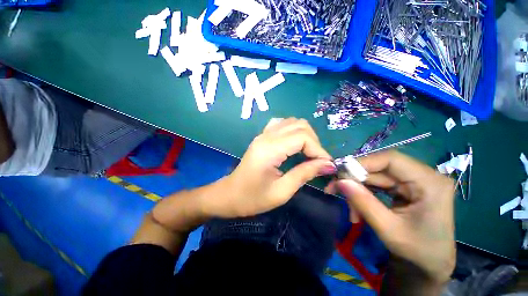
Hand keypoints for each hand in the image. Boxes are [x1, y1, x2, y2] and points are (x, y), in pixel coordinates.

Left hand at [205, 118, 335, 217]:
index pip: (303, 137)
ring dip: (305, 135)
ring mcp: (263, 134)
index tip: (326, 166)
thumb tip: (328, 164)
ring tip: (308, 153)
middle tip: (318, 161)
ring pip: (292, 122)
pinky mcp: (262, 137)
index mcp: (270, 149)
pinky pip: (282, 124)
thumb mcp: (281, 191)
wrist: (229, 195)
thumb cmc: (252, 198)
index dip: (319, 150)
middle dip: (314, 142)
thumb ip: (304, 174)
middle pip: (300, 125)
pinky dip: (294, 131)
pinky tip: (294, 145)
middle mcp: (267, 136)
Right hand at [326, 150, 455, 284]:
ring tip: (351, 210)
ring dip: (357, 189)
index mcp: (430, 183)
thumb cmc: (418, 251)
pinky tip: (357, 208)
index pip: (390, 159)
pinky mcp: (405, 187)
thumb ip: (363, 203)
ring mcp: (414, 181)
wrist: (431, 264)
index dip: (362, 163)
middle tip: (334, 189)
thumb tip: (340, 181)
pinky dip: (364, 194)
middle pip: (379, 167)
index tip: (341, 174)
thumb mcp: (388, 229)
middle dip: (355, 179)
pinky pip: (377, 184)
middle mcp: (423, 176)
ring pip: (375, 176)